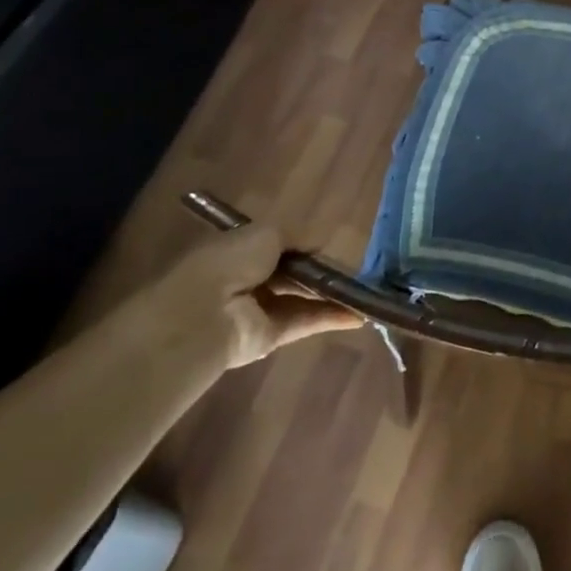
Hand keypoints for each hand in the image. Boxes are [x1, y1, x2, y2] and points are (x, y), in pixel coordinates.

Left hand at [150, 223, 359, 369]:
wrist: (203, 313)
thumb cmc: (231, 261)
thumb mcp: (267, 233)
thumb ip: (297, 237)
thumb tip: (320, 244)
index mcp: (242, 251)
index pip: (279, 247)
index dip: (305, 246)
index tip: (331, 248)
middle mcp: (251, 279)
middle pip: (294, 275)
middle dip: (322, 273)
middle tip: (356, 272)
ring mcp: (261, 310)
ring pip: (304, 299)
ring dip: (332, 296)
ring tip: (367, 293)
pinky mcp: (271, 337)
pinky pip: (306, 322)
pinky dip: (331, 318)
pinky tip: (360, 315)